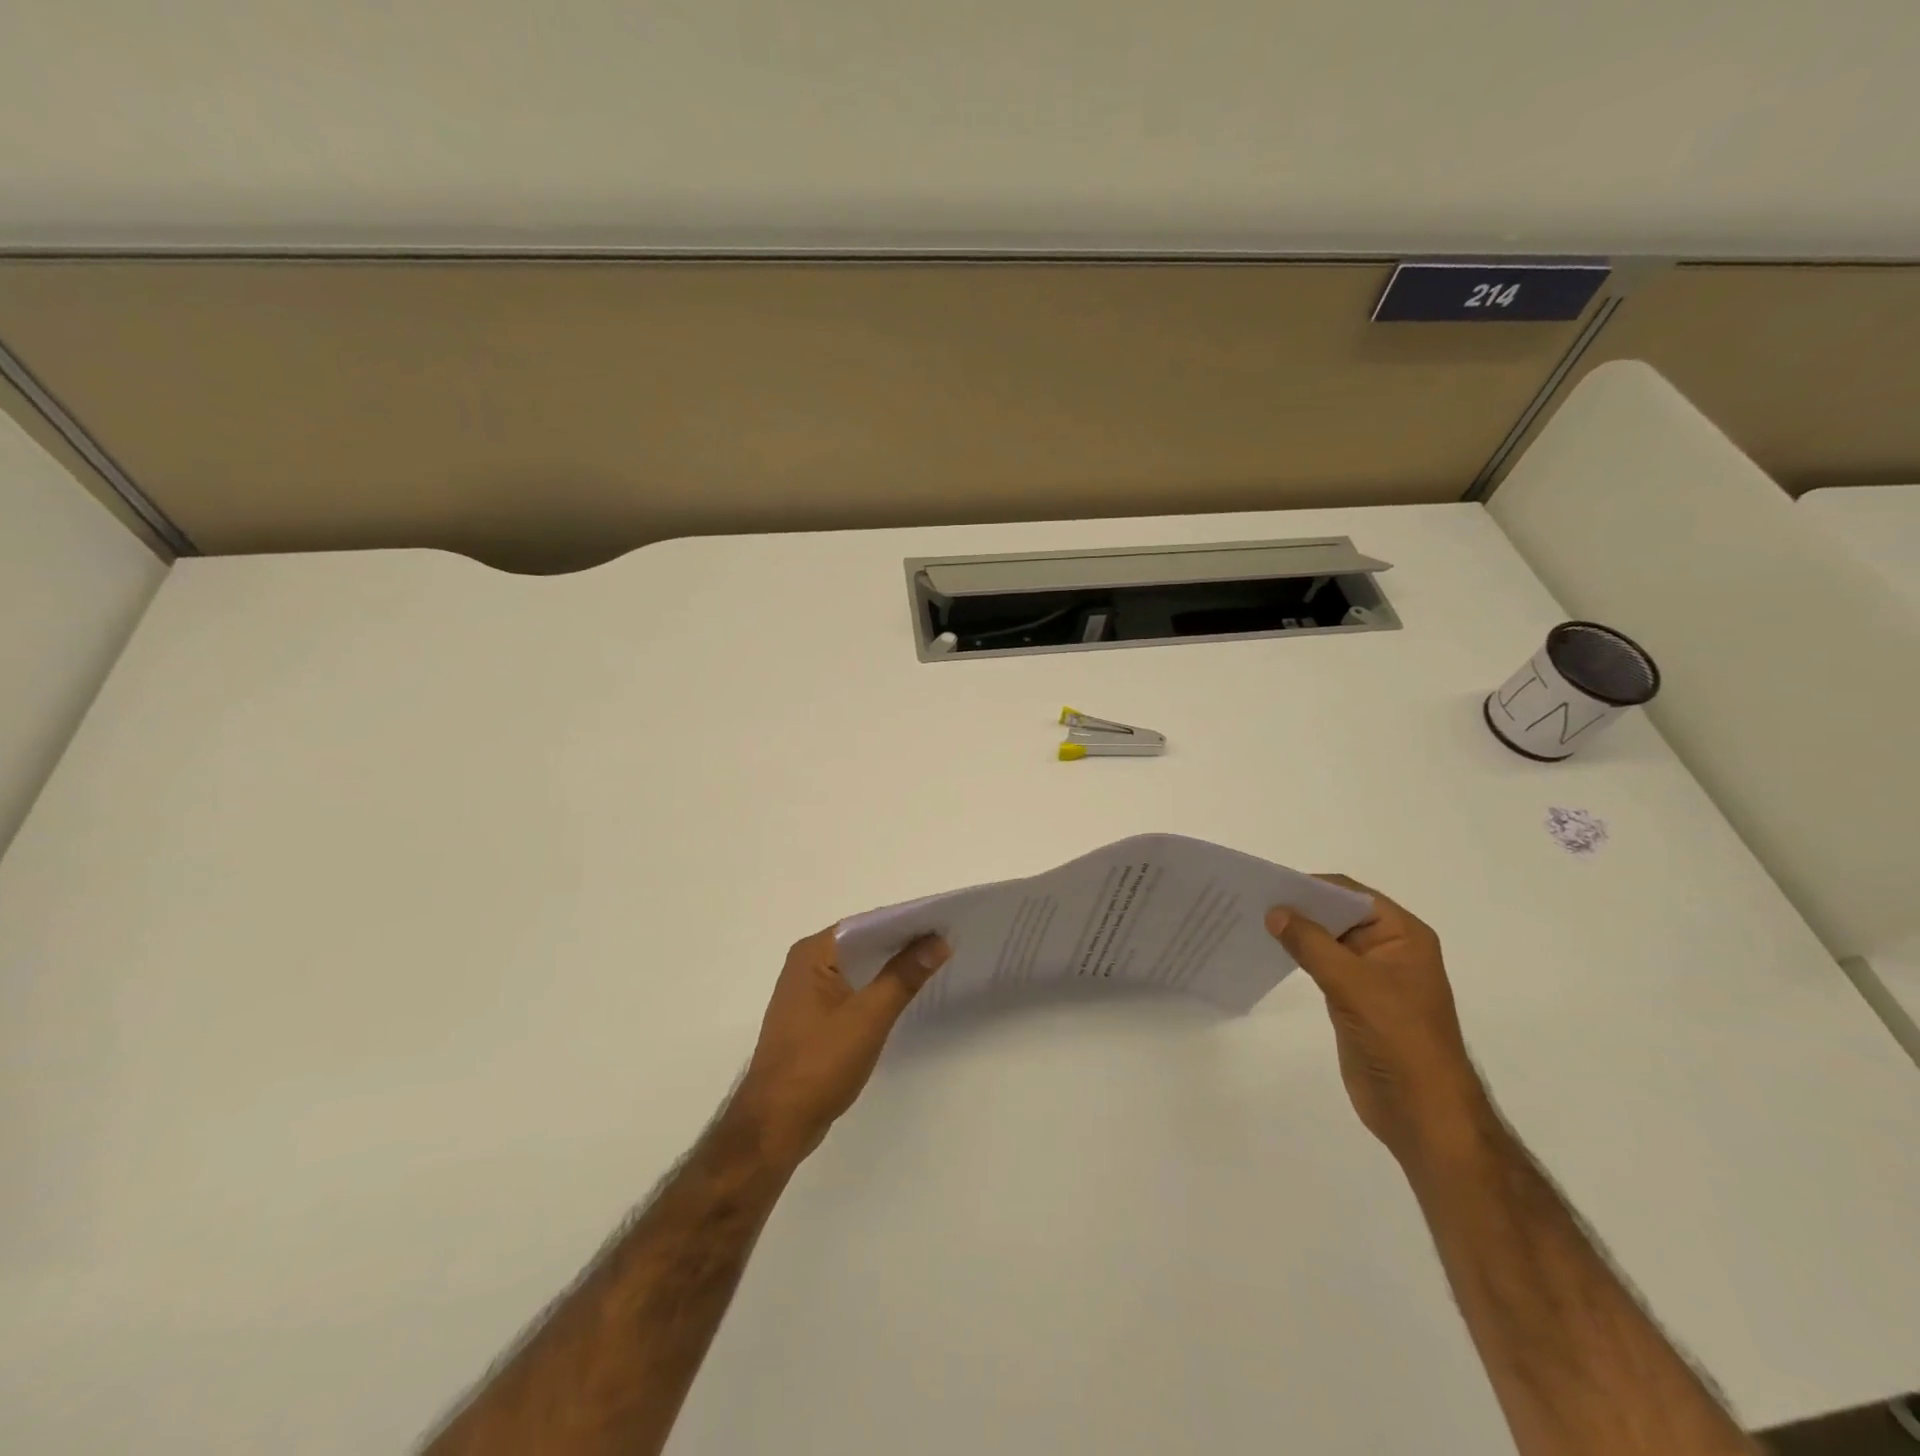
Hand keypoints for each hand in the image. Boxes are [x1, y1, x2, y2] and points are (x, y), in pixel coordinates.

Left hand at [730, 927, 950, 1168]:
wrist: (776, 1125)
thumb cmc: (819, 1065)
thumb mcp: (869, 1017)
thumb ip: (903, 976)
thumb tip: (938, 940)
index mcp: (813, 953)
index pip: (866, 924)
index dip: (905, 922)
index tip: (943, 923)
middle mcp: (806, 963)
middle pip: (862, 943)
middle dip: (901, 943)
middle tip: (946, 942)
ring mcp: (807, 992)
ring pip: (858, 967)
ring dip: (890, 966)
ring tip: (934, 963)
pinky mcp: (812, 1017)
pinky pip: (851, 989)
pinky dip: (876, 988)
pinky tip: (902, 994)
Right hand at [1266, 878, 1491, 1169]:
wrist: (1422, 1111)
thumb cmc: (1398, 1039)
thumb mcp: (1353, 984)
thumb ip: (1311, 944)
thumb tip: (1274, 912)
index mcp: (1403, 935)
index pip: (1352, 895)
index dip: (1312, 887)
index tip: (1268, 885)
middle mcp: (1389, 948)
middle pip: (1338, 914)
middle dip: (1300, 907)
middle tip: (1251, 901)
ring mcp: (1371, 975)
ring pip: (1327, 939)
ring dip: (1296, 931)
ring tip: (1252, 922)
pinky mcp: (1355, 999)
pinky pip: (1322, 965)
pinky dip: (1298, 955)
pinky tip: (1270, 952)